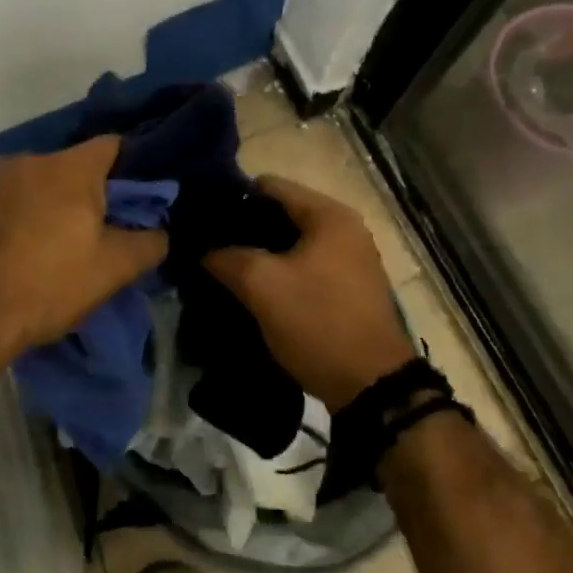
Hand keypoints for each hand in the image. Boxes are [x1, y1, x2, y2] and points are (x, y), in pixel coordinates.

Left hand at [0, 136, 167, 370]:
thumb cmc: (47, 285)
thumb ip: (148, 242)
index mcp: (70, 167)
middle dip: (96, 191)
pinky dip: (31, 214)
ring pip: (45, 183)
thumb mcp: (112, 270)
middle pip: (77, 165)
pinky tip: (32, 247)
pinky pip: (17, 199)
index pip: (115, 145)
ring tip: (69, 241)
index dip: (135, 168)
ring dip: (60, 204)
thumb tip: (160, 231)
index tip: (142, 198)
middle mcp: (32, 161)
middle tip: (109, 226)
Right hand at [203, 176, 414, 412]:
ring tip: (223, 266)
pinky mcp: (348, 286)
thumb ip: (225, 257)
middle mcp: (345, 228)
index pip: (269, 186)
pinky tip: (252, 287)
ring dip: (259, 252)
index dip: (231, 198)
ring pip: (291, 242)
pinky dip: (278, 271)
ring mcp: (350, 258)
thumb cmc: (317, 322)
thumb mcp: (261, 285)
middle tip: (207, 245)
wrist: (372, 386)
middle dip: (243, 228)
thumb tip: (201, 248)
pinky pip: (304, 265)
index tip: (201, 218)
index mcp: (329, 215)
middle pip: (280, 212)